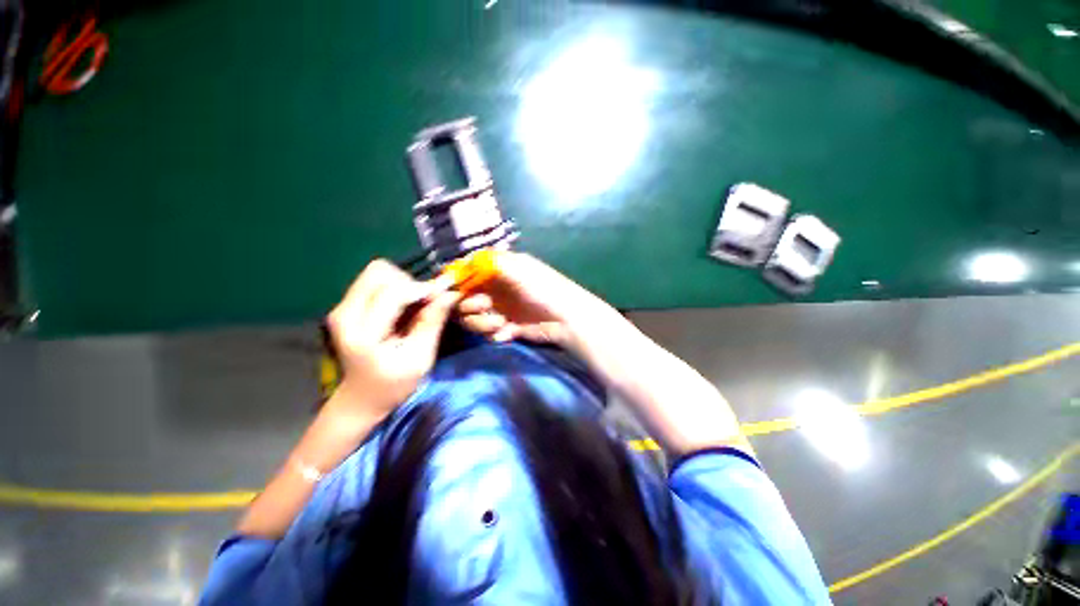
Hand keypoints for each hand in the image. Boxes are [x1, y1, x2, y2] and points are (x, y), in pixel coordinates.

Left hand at [326, 259, 460, 416]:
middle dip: (410, 282)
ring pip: (377, 272)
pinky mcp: (346, 305)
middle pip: (380, 272)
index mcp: (362, 332)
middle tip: (426, 302)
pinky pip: (374, 280)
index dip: (423, 288)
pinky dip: (396, 287)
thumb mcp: (420, 357)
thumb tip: (450, 293)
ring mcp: (342, 307)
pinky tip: (404, 307)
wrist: (361, 398)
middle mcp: (344, 312)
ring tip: (415, 305)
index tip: (446, 293)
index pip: (393, 292)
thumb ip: (432, 322)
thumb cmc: (393, 384)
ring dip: (403, 283)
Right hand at [456, 252, 616, 349]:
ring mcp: (499, 310)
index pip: (465, 274)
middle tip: (485, 306)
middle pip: (463, 299)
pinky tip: (508, 332)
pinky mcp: (506, 328)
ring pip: (472, 319)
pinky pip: (487, 333)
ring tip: (500, 323)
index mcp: (496, 272)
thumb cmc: (542, 288)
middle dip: (469, 306)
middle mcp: (494, 290)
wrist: (566, 318)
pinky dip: (494, 333)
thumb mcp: (517, 268)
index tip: (447, 293)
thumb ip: (486, 264)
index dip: (454, 283)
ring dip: (482, 323)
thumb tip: (458, 264)